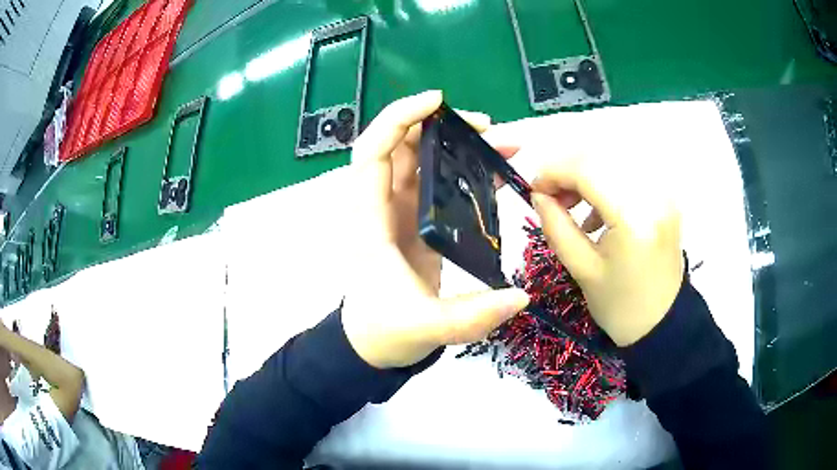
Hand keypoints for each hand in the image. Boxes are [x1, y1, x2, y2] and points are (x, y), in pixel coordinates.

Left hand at [341, 91, 529, 368]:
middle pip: (402, 146)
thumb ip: (471, 317)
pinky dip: (463, 168)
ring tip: (503, 145)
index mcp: (370, 221)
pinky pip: (437, 182)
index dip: (398, 119)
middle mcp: (381, 206)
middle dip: (440, 126)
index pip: (373, 153)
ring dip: (457, 144)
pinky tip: (495, 172)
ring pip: (422, 160)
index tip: (437, 102)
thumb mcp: (426, 328)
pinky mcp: (417, 221)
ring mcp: (400, 212)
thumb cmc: (384, 332)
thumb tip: (521, 297)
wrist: (373, 344)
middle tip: (488, 128)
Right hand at [529, 152, 683, 346]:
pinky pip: (629, 172)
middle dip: (567, 168)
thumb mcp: (581, 269)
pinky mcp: (666, 197)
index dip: (553, 171)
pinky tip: (597, 209)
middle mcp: (653, 194)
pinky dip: (606, 180)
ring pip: (614, 158)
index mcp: (634, 218)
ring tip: (571, 202)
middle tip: (550, 195)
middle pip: (601, 155)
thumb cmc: (621, 306)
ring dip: (586, 172)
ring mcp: (663, 192)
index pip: (587, 170)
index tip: (533, 189)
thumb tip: (538, 195)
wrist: (663, 322)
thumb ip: (556, 226)